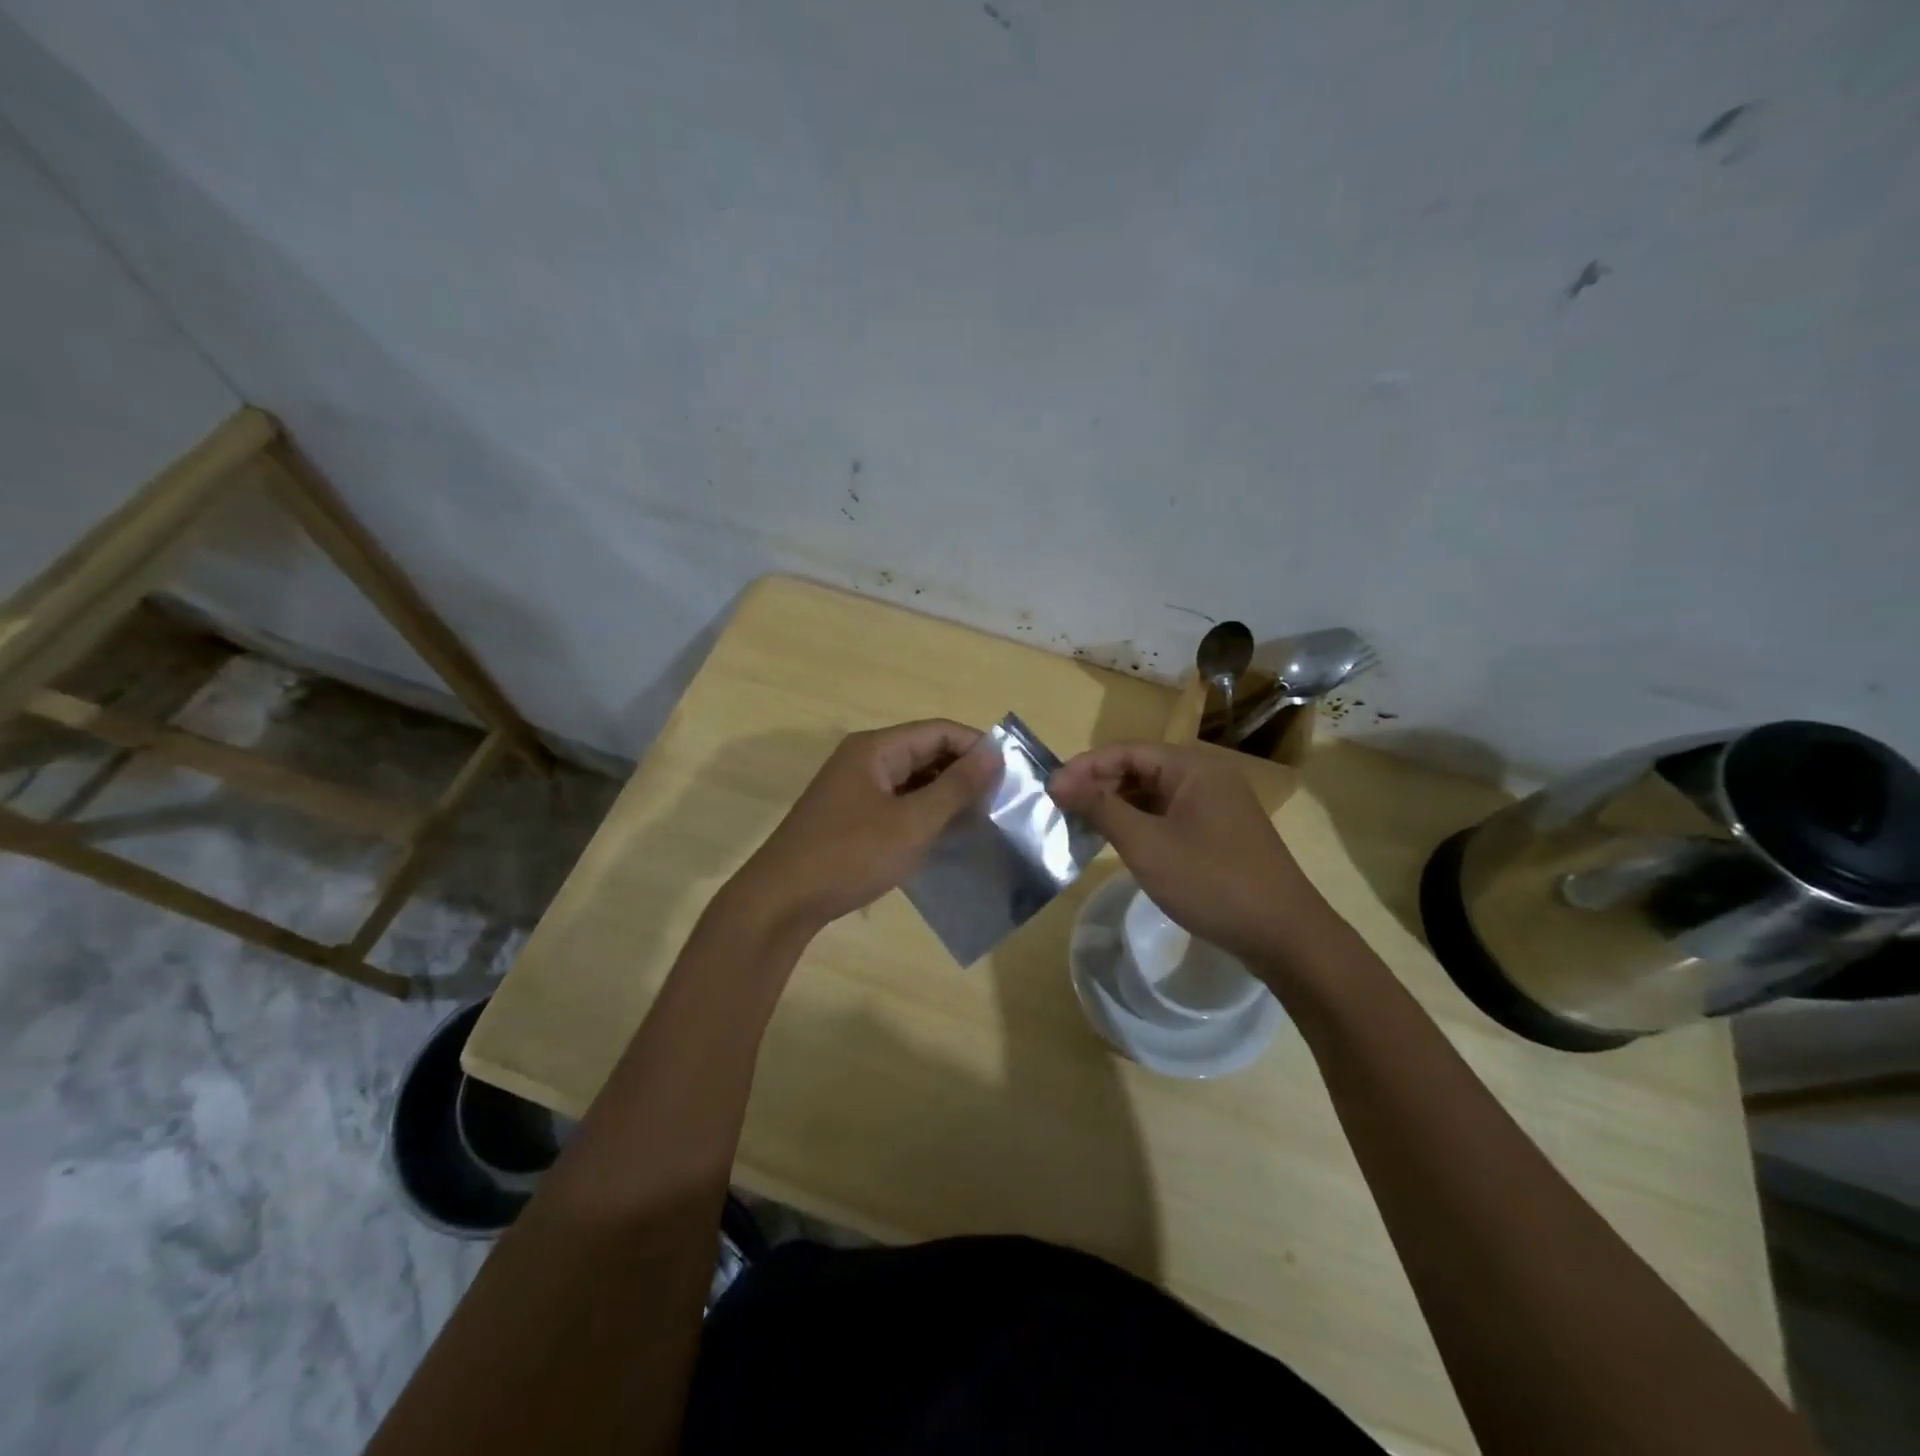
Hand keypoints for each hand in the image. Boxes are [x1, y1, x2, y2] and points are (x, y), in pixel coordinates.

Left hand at [733, 720, 997, 932]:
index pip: (938, 731)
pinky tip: (945, 836)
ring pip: (912, 780)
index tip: (1012, 774)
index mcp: (875, 749)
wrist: (781, 902)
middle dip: (963, 773)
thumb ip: (955, 787)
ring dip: (945, 795)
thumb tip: (994, 752)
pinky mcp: (850, 816)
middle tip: (1002, 801)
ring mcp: (853, 789)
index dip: (977, 747)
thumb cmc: (850, 855)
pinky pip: (897, 803)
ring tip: (982, 820)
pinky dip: (923, 813)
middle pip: (924, 752)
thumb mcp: (912, 822)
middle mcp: (863, 759)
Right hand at [1049, 741, 1331, 966]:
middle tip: (1061, 810)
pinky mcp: (1217, 832)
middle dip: (1099, 785)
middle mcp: (1205, 776)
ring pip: (1152, 793)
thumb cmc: (1212, 882)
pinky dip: (1139, 823)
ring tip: (1080, 825)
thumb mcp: (1147, 845)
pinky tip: (1116, 842)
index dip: (1085, 767)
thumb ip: (1101, 808)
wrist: (1285, 935)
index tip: (1050, 790)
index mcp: (1192, 767)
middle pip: (1139, 768)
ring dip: (1116, 805)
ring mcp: (1214, 805)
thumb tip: (1058, 781)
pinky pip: (1168, 815)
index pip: (1126, 751)